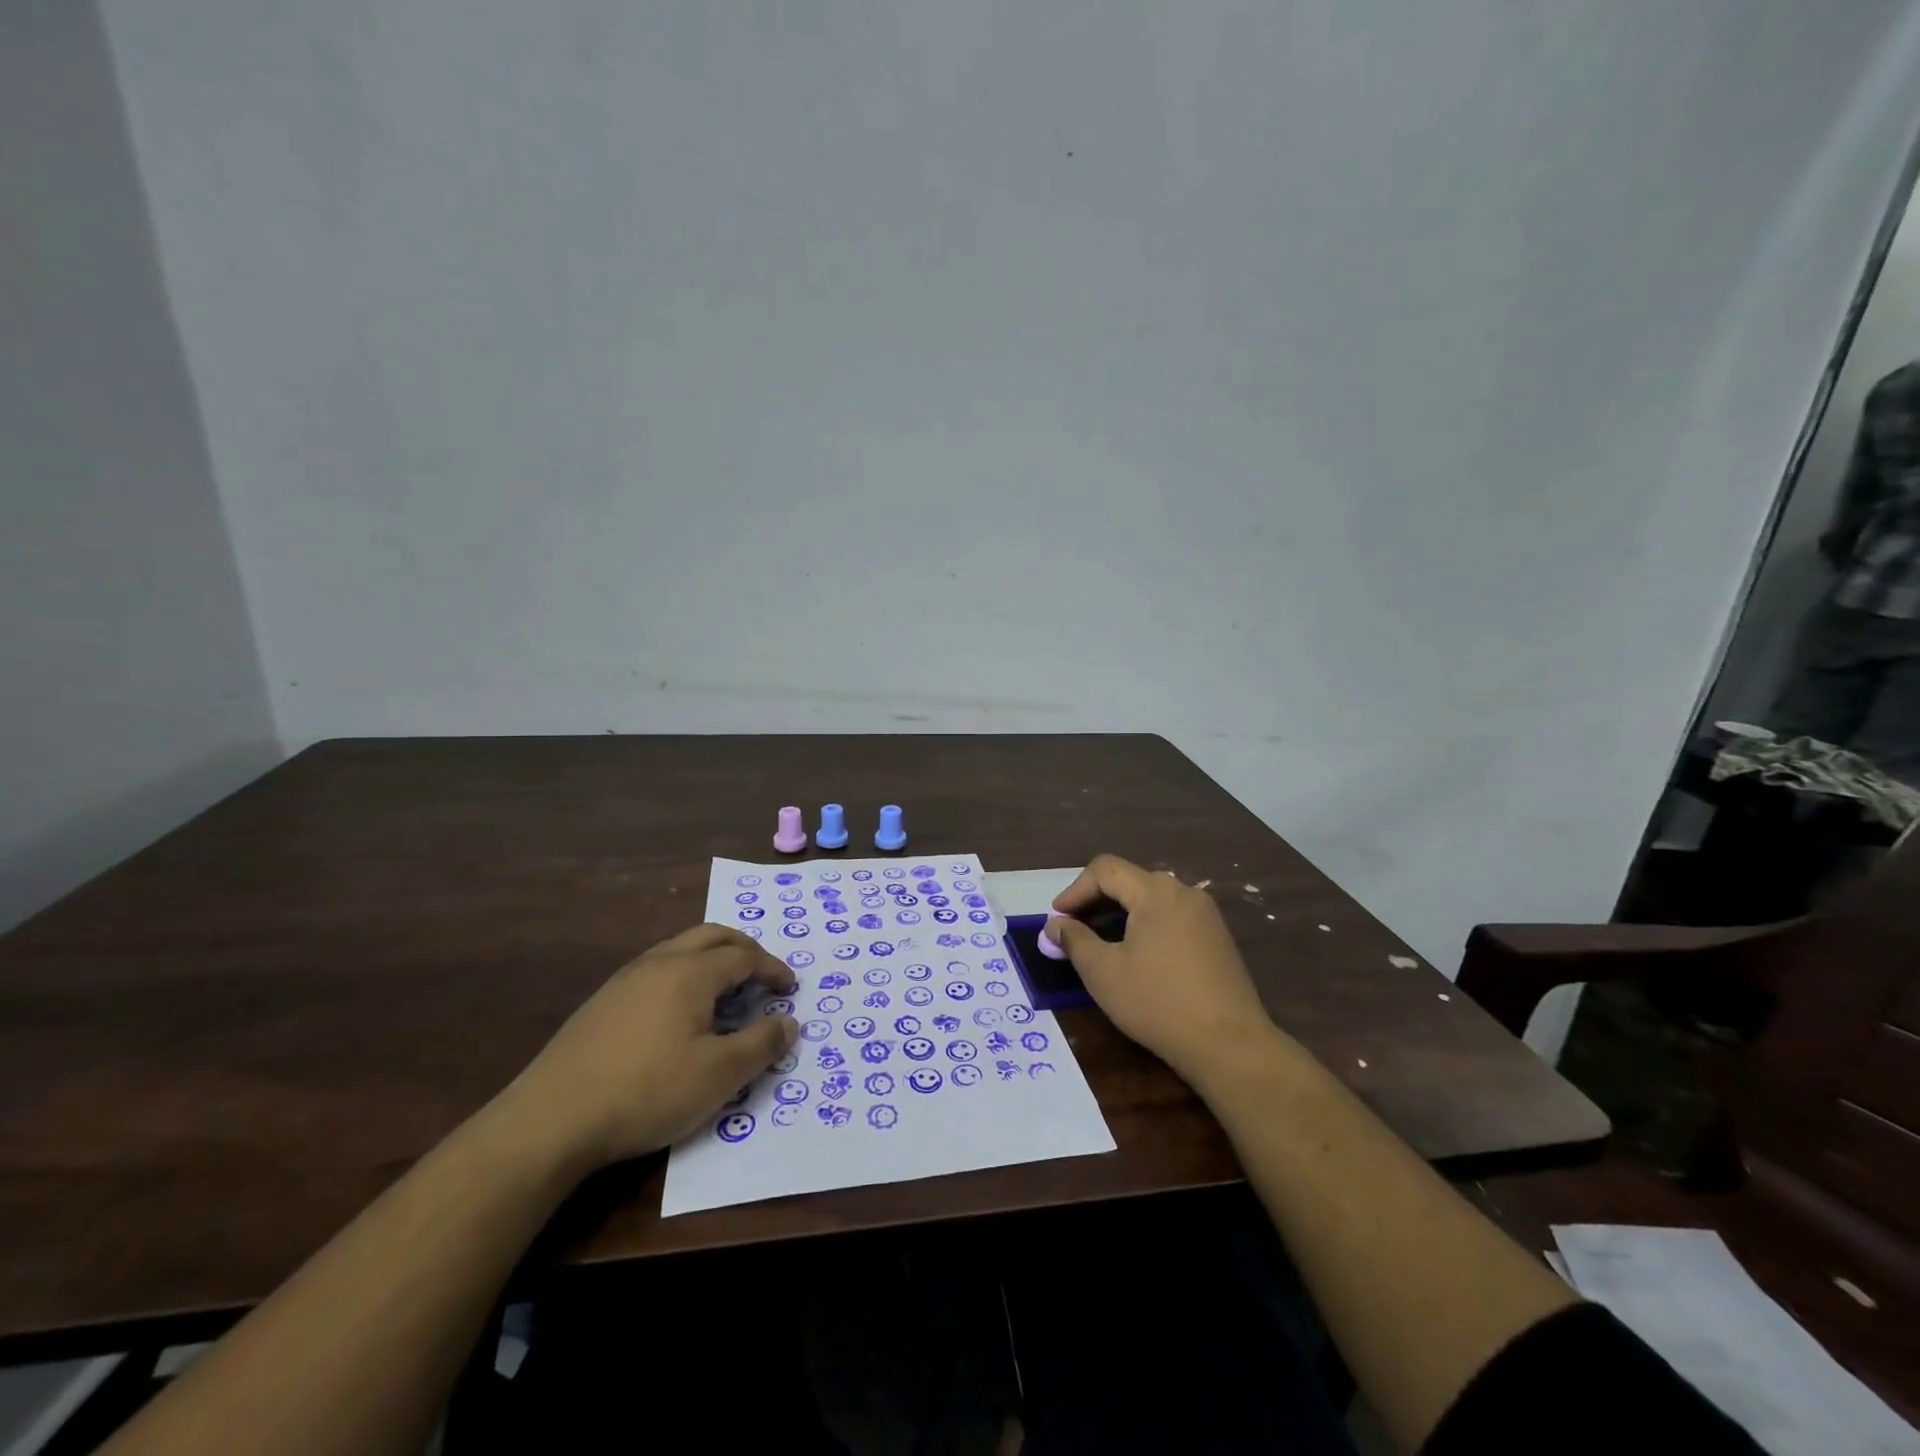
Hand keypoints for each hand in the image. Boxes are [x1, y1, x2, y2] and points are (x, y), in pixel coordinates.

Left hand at [502, 924, 798, 1172]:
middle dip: (744, 948)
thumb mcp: (718, 1075)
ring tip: (726, 988)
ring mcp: (625, 979)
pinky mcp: (602, 1001)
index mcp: (691, 972)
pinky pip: (657, 968)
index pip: (744, 956)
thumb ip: (761, 1044)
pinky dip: (685, 973)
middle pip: (712, 936)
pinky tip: (680, 1010)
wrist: (551, 1119)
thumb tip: (789, 1021)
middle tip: (764, 972)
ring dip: (712, 958)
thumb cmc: (647, 1092)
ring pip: (680, 948)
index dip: (772, 969)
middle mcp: (660, 962)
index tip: (791, 988)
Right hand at [1046, 854, 1281, 1084]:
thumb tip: (1055, 925)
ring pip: (1151, 899)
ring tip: (1100, 942)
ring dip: (1120, 913)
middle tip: (1072, 929)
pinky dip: (1145, 925)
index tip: (1056, 919)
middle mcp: (1184, 892)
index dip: (1075, 890)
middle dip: (1095, 901)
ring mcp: (1206, 914)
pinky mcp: (1217, 938)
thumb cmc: (1159, 1003)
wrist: (1230, 1045)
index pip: (1105, 869)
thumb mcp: (1104, 973)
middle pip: (1130, 880)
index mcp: (1156, 892)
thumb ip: (1074, 941)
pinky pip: (1171, 916)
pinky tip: (1136, 955)